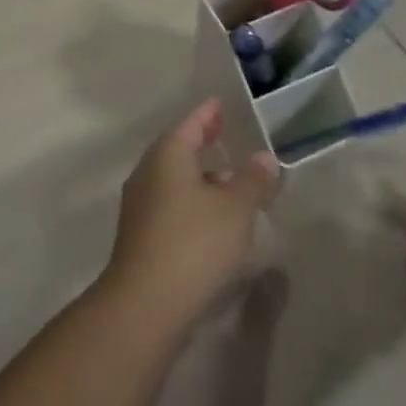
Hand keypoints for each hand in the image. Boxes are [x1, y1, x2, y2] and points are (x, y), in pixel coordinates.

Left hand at [103, 100, 279, 327]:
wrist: (146, 301)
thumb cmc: (194, 242)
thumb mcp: (235, 209)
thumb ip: (252, 180)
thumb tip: (264, 157)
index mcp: (168, 155)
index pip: (190, 124)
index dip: (207, 114)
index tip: (219, 104)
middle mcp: (148, 172)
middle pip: (178, 148)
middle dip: (202, 141)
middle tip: (224, 133)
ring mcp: (141, 204)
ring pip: (174, 178)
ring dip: (200, 175)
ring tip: (229, 179)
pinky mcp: (141, 233)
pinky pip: (171, 202)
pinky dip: (192, 199)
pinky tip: (212, 217)